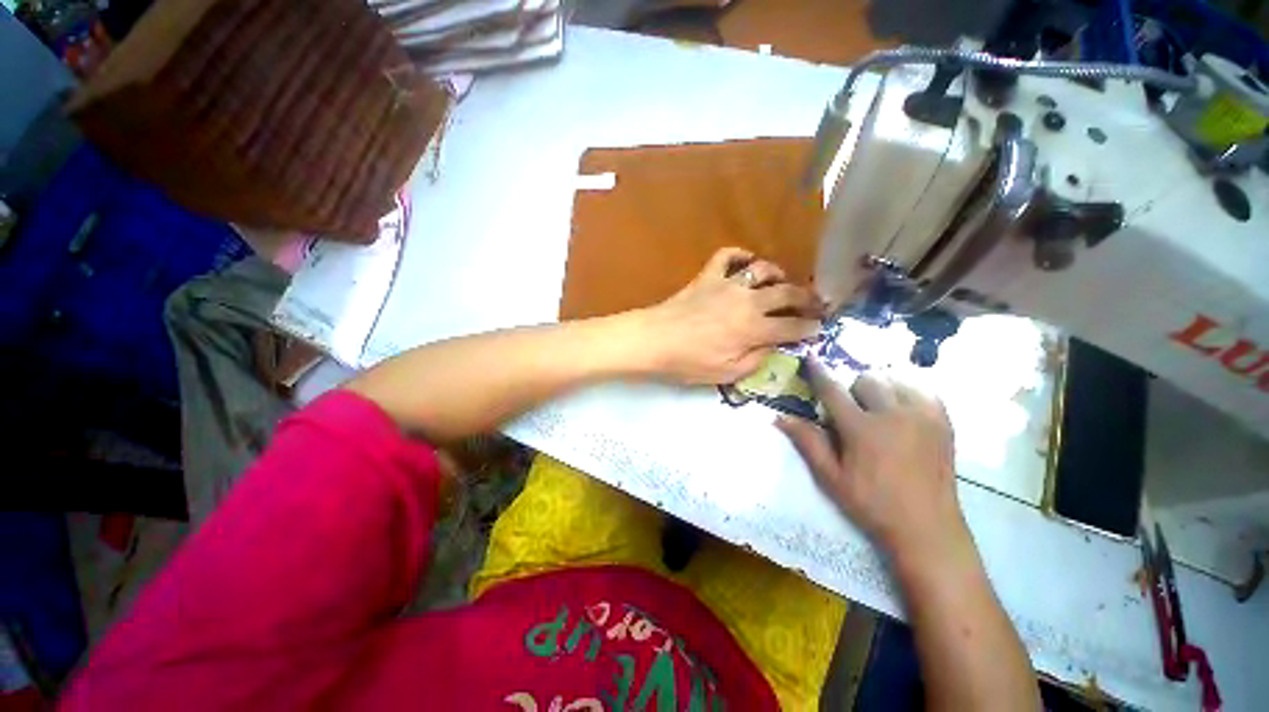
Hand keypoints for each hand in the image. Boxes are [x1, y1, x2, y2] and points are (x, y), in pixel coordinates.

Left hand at [640, 247, 822, 384]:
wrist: (654, 340)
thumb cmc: (688, 362)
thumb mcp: (726, 374)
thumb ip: (756, 360)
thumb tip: (773, 347)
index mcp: (754, 329)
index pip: (792, 327)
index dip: (810, 328)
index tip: (819, 327)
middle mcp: (748, 302)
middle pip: (787, 294)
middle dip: (807, 298)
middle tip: (815, 303)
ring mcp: (727, 284)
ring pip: (763, 270)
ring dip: (778, 274)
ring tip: (783, 282)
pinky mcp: (708, 276)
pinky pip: (727, 256)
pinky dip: (740, 255)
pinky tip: (746, 262)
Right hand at [776, 363, 969, 568]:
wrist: (927, 528)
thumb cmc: (871, 503)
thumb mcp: (831, 477)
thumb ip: (807, 442)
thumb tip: (779, 417)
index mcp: (862, 429)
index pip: (833, 390)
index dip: (819, 372)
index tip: (811, 358)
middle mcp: (894, 415)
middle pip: (867, 380)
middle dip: (854, 390)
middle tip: (853, 411)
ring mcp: (923, 416)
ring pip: (896, 380)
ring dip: (881, 389)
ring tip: (880, 410)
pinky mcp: (944, 422)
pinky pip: (923, 390)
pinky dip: (908, 393)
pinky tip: (904, 411)